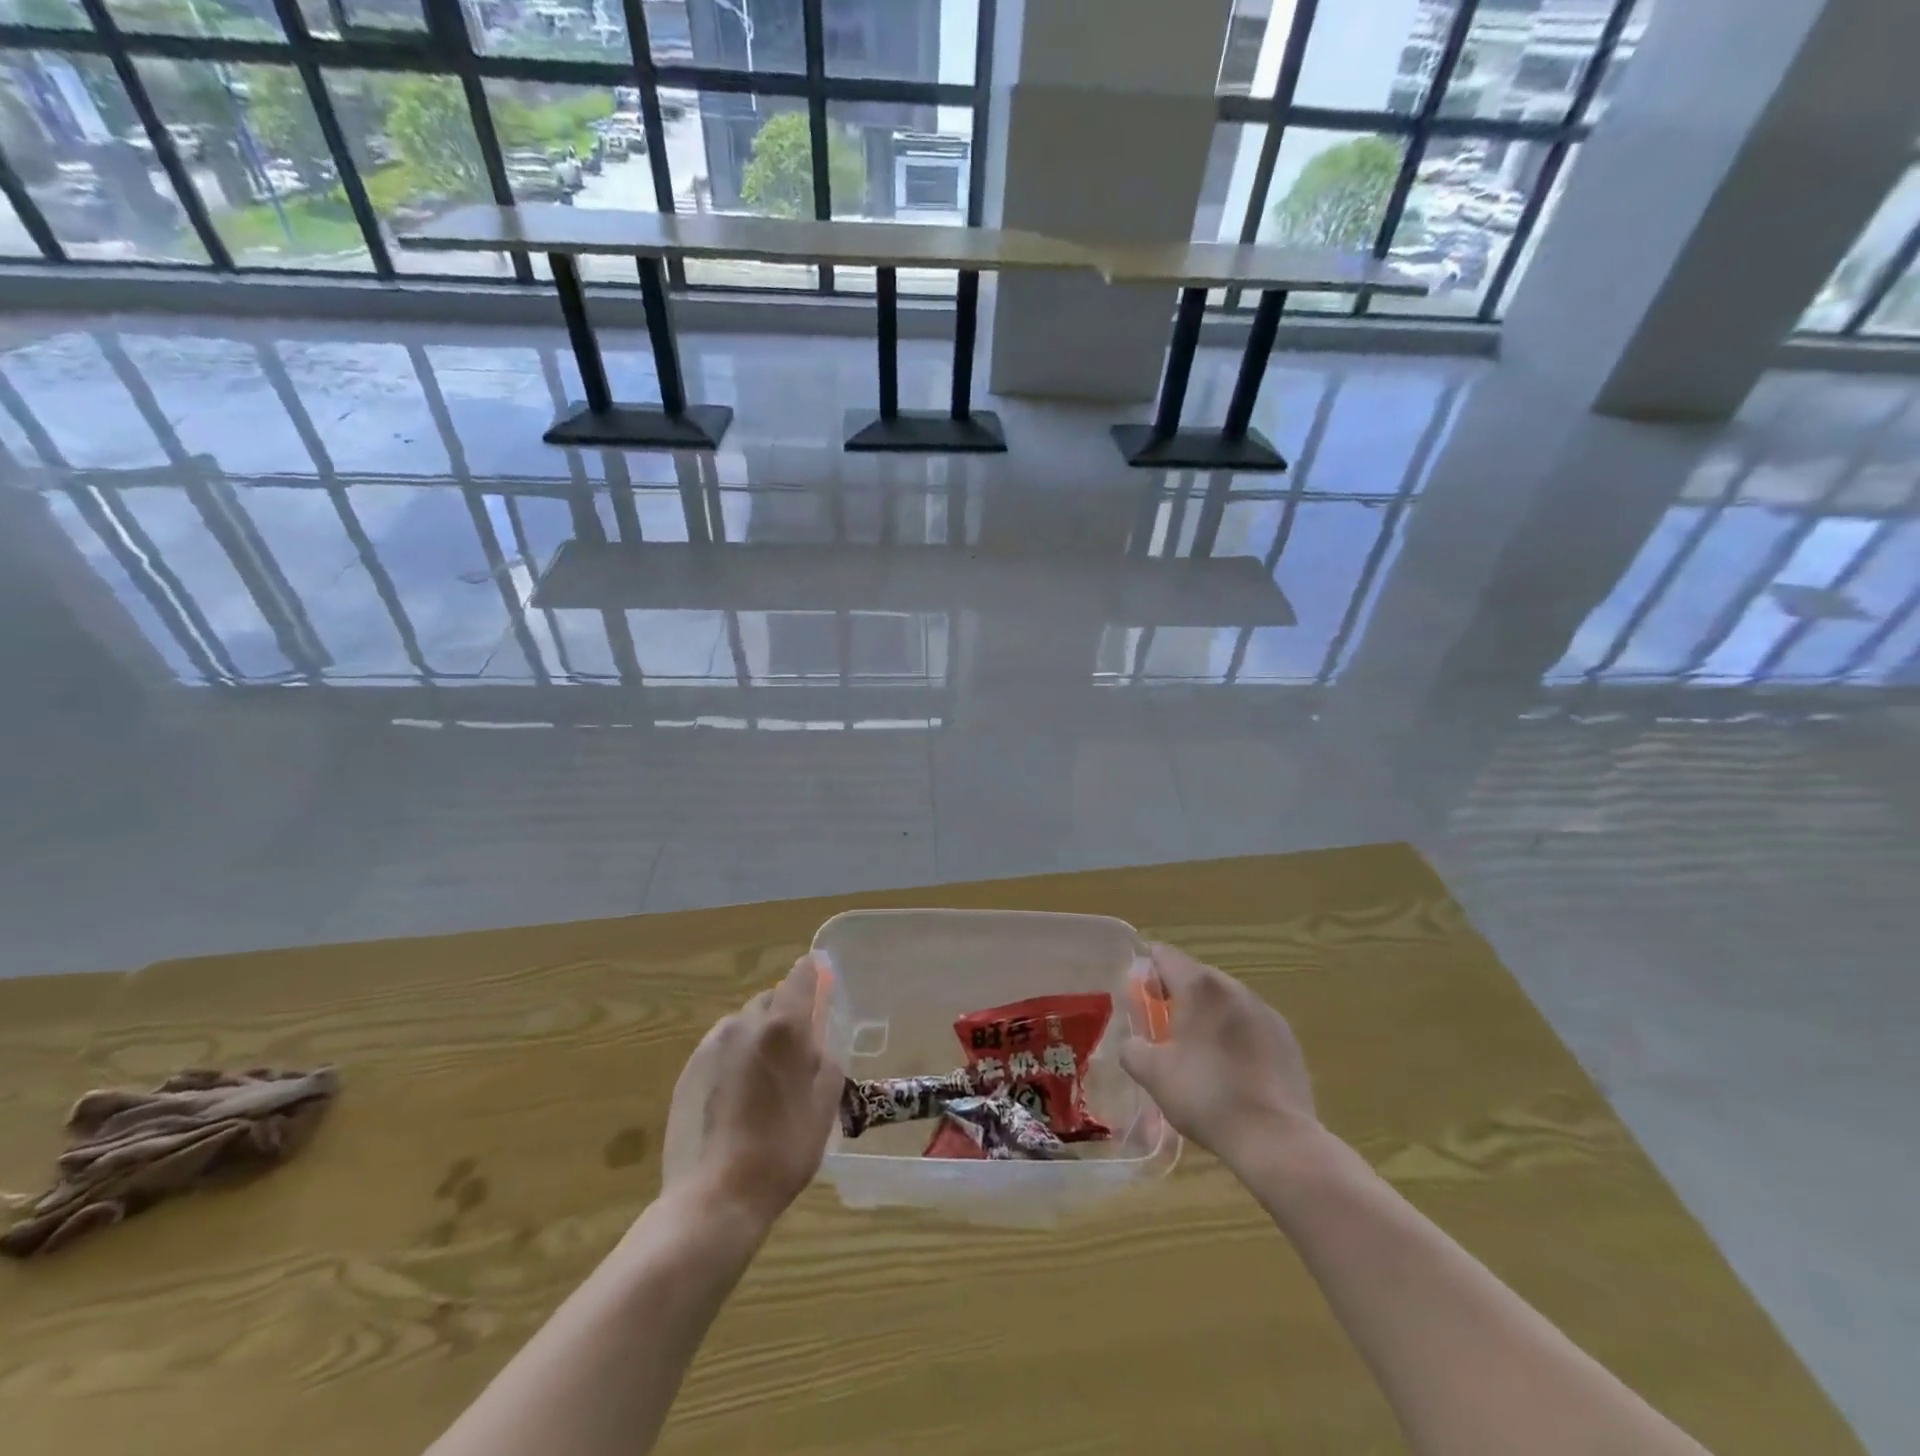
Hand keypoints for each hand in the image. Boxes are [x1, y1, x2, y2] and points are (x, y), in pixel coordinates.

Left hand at [663, 955, 843, 1228]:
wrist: (715, 1197)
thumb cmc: (782, 1150)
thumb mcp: (824, 1106)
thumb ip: (825, 1061)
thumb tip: (817, 1043)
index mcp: (783, 1027)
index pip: (801, 976)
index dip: (814, 975)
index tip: (822, 981)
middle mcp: (744, 1024)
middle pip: (770, 1000)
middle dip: (786, 1014)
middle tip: (798, 1050)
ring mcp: (711, 1045)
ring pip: (744, 1024)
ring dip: (759, 1037)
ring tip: (766, 1078)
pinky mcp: (688, 1070)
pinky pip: (721, 1048)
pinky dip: (735, 1058)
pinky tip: (738, 1097)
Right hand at [1119, 943, 1318, 1167]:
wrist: (1275, 1138)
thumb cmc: (1206, 1096)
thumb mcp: (1153, 1074)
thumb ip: (1133, 1049)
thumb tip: (1133, 1044)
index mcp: (1199, 987)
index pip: (1165, 956)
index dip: (1148, 969)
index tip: (1142, 995)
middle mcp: (1234, 988)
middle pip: (1197, 976)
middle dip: (1178, 994)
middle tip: (1165, 1026)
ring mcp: (1266, 1012)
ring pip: (1226, 1000)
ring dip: (1209, 1013)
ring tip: (1200, 1050)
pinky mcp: (1287, 1038)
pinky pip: (1251, 1023)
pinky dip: (1236, 1033)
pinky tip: (1232, 1068)